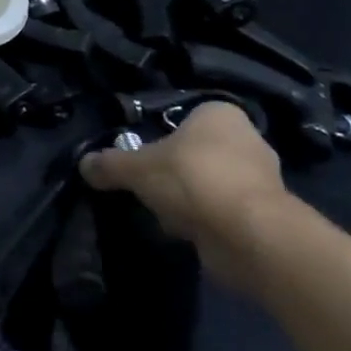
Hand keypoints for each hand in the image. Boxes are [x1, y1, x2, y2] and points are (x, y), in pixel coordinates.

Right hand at [79, 101, 293, 290]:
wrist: (250, 236)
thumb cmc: (193, 179)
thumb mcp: (136, 168)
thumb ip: (109, 164)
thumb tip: (84, 164)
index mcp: (220, 114)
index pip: (184, 117)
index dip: (161, 137)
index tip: (143, 156)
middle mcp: (247, 140)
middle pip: (196, 152)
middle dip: (174, 171)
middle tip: (149, 185)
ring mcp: (262, 180)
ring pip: (209, 183)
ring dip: (189, 199)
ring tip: (164, 213)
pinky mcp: (266, 216)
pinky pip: (223, 212)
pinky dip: (205, 221)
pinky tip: (186, 232)